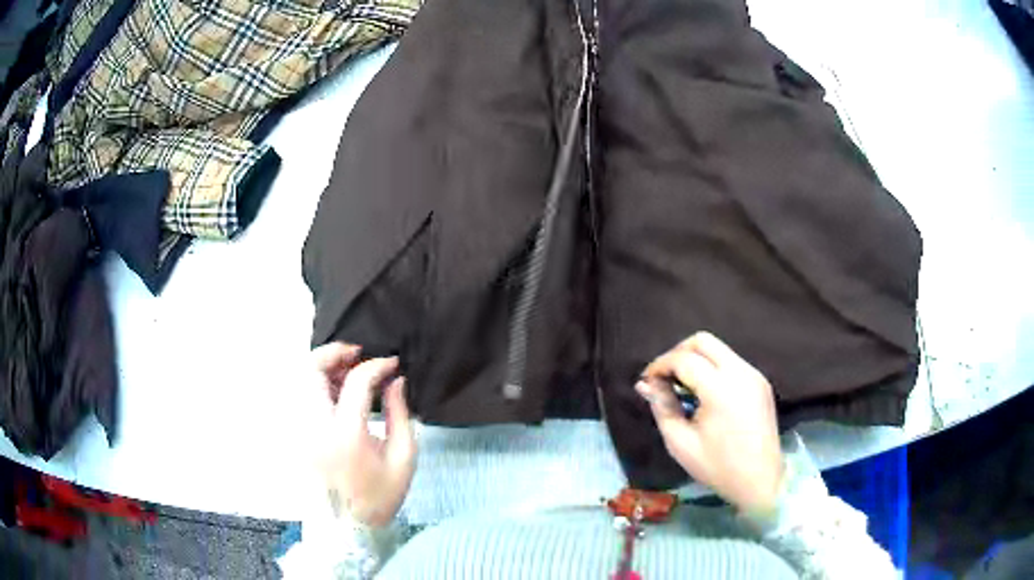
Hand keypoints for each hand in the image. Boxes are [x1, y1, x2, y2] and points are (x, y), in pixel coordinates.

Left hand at [311, 343, 416, 526]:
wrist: (346, 527)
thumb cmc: (378, 496)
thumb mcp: (403, 459)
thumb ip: (400, 415)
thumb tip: (395, 381)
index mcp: (347, 435)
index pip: (357, 382)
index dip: (376, 366)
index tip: (392, 364)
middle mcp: (315, 427)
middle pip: (311, 370)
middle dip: (334, 352)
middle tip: (356, 354)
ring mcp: (299, 430)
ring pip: (299, 380)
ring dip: (322, 367)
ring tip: (347, 373)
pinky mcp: (294, 435)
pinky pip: (298, 396)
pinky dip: (314, 385)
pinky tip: (333, 393)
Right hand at [637, 332, 783, 513]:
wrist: (760, 481)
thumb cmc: (718, 467)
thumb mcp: (680, 443)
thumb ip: (663, 407)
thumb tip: (647, 384)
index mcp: (721, 389)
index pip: (684, 359)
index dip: (660, 365)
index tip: (646, 381)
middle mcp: (741, 373)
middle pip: (703, 341)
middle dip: (678, 352)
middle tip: (663, 377)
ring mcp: (754, 374)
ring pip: (718, 348)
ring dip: (695, 358)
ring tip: (681, 384)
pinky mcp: (760, 381)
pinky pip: (731, 361)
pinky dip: (712, 366)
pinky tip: (703, 391)